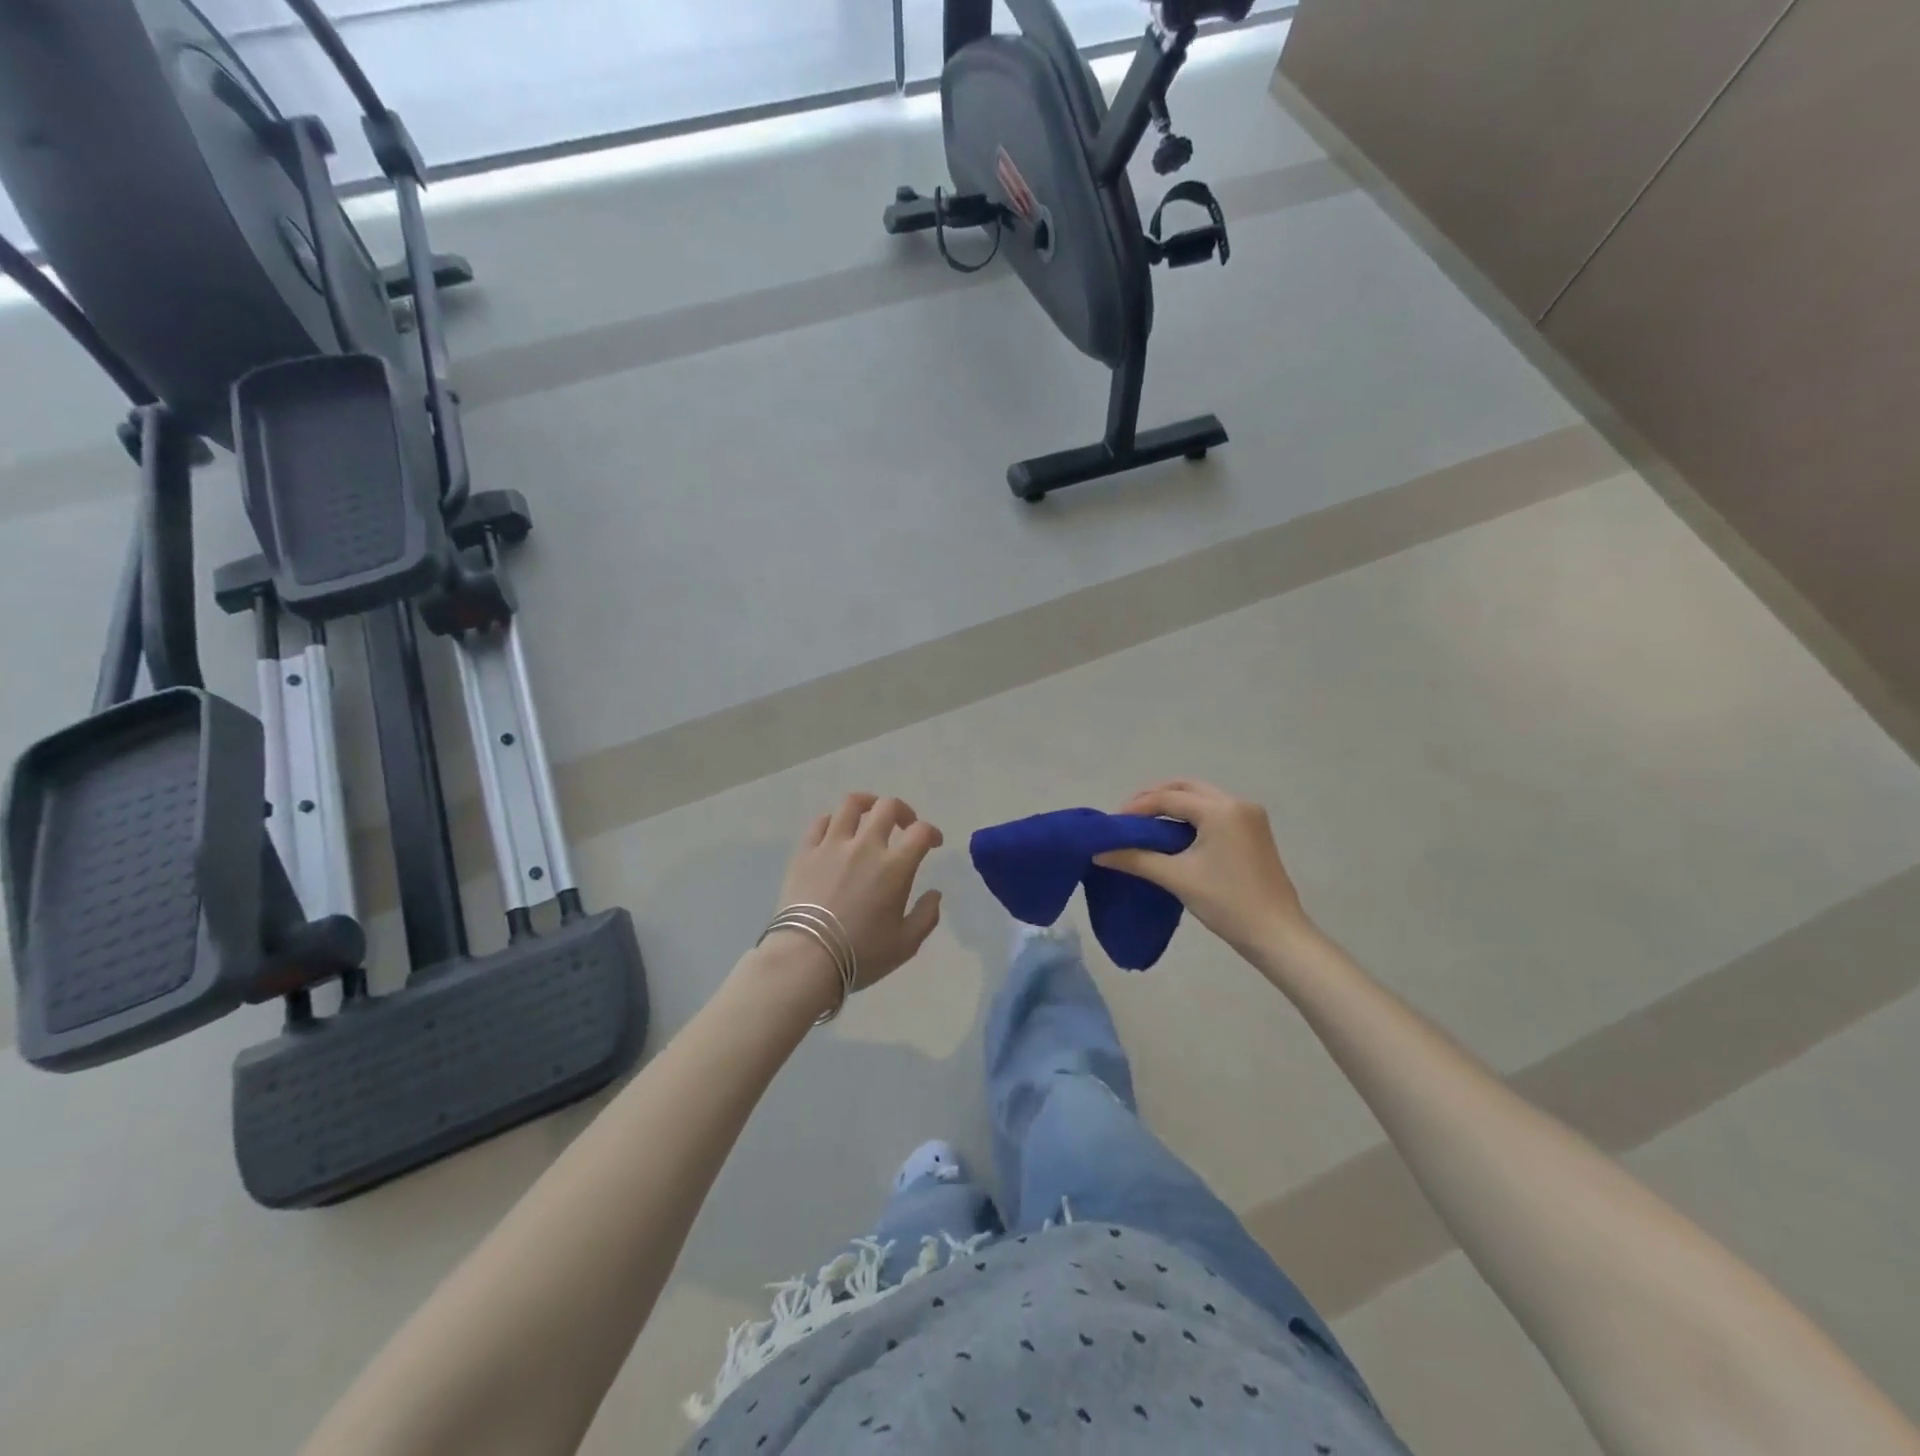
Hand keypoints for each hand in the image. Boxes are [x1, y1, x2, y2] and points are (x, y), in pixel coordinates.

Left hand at [772, 794, 944, 993]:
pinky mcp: (805, 852)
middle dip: (903, 811)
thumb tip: (935, 894)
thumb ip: (926, 916)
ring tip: (870, 813)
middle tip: (904, 825)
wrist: (806, 958)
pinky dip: (833, 820)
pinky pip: (820, 823)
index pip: (921, 832)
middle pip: (887, 807)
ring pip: (851, 804)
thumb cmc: (861, 954)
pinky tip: (837, 830)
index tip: (933, 843)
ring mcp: (832, 845)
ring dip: (867, 803)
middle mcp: (865, 846)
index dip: (932, 833)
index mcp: (895, 867)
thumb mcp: (906, 944)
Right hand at [1094, 779, 1309, 953]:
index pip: (1169, 798)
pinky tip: (1174, 833)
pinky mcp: (1254, 831)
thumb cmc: (1226, 903)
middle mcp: (1238, 803)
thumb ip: (1135, 859)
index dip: (1137, 807)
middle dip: (1154, 797)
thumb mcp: (1176, 878)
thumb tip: (1098, 853)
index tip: (1113, 823)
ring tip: (1146, 824)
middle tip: (1128, 816)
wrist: (1276, 934)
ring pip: (1202, 797)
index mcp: (1221, 810)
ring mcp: (1250, 816)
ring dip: (1173, 804)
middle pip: (1186, 788)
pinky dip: (1191, 815)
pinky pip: (1215, 810)